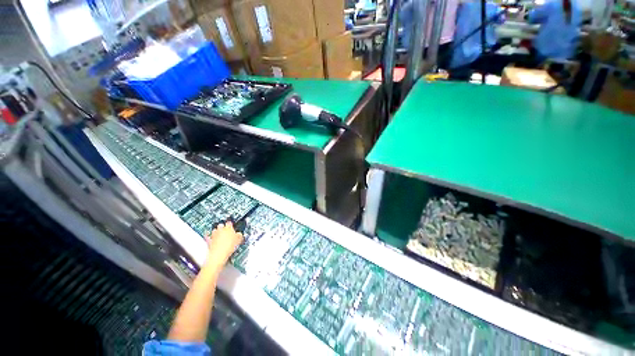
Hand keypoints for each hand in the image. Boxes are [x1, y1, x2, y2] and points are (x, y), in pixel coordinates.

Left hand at [204, 221, 243, 269]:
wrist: (218, 255)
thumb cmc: (228, 247)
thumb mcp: (239, 240)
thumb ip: (239, 235)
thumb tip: (239, 234)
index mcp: (228, 227)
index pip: (230, 222)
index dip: (231, 224)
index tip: (233, 226)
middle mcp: (220, 229)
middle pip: (221, 225)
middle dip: (223, 227)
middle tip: (227, 231)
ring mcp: (213, 235)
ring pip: (214, 230)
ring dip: (217, 232)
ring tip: (221, 236)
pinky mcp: (208, 241)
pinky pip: (208, 237)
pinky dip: (209, 237)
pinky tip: (211, 239)